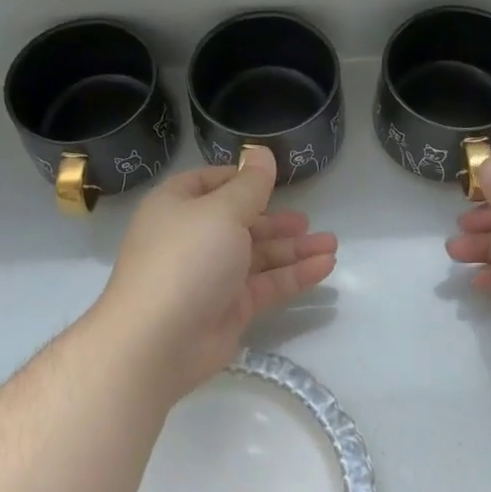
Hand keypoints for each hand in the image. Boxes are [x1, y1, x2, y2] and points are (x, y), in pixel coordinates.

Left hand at [94, 148, 337, 402]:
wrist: (158, 341)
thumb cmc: (187, 259)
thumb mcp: (222, 211)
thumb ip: (250, 184)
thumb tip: (260, 150)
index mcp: (177, 207)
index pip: (209, 183)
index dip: (240, 179)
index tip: (273, 180)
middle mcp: (192, 238)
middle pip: (239, 222)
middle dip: (275, 221)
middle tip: (308, 222)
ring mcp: (210, 276)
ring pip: (257, 256)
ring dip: (293, 249)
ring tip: (331, 244)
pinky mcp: (228, 308)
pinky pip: (265, 285)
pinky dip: (294, 275)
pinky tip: (325, 267)